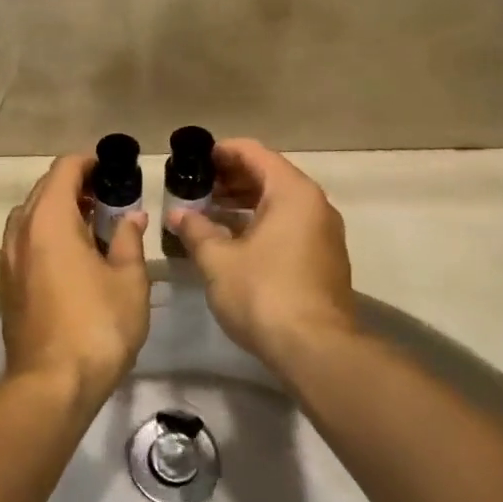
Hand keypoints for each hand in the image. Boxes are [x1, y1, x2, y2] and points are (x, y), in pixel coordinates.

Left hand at [0, 155, 149, 406]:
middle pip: (44, 189)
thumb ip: (129, 240)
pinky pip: (25, 241)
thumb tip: (131, 217)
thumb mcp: (129, 281)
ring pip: (31, 216)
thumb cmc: (97, 326)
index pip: (64, 169)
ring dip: (59, 210)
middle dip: (76, 185)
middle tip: (110, 196)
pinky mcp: (6, 284)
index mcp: (49, 219)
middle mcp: (21, 231)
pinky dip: (47, 234)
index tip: (114, 168)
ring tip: (93, 224)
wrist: (50, 385)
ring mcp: (8, 258)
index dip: (89, 161)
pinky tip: (72, 255)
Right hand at [166, 139, 355, 367]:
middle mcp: (314, 205)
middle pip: (269, 176)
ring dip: (244, 203)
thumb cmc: (263, 293)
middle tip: (196, 187)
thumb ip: (196, 230)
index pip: (254, 153)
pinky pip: (289, 226)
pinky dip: (261, 223)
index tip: (194, 159)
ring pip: (279, 203)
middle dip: (231, 179)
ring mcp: (324, 233)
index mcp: (292, 193)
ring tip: (208, 212)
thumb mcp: (218, 260)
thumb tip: (177, 214)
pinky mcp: (324, 259)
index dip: (221, 152)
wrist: (315, 349)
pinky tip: (232, 240)